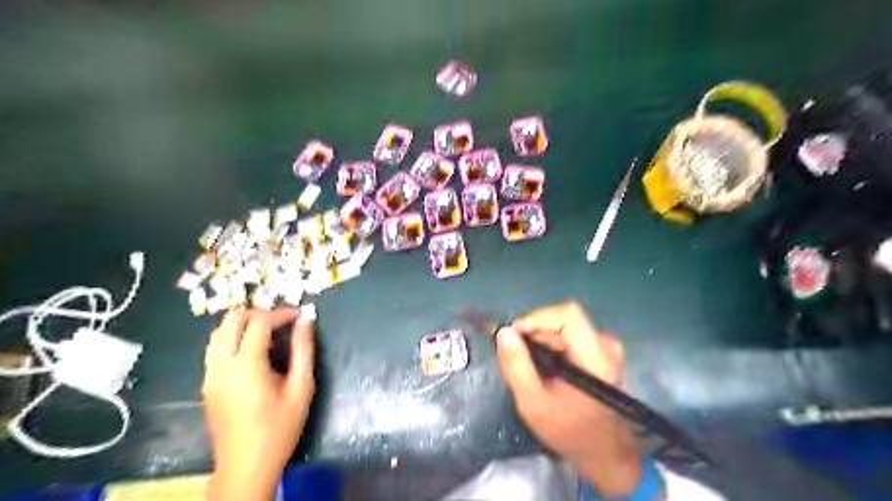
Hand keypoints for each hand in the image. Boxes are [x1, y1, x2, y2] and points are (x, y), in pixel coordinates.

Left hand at [204, 309, 314, 500]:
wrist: (246, 466)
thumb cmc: (279, 428)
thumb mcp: (301, 388)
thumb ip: (304, 351)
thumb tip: (306, 322)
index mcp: (246, 366)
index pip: (259, 323)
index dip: (281, 313)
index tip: (300, 316)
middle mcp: (221, 366)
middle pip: (232, 320)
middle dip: (260, 313)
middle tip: (283, 321)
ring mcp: (210, 375)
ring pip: (219, 331)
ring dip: (244, 323)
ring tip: (269, 332)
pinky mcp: (207, 383)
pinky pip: (216, 347)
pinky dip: (234, 337)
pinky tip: (254, 350)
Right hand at [494, 301, 640, 497]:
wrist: (603, 455)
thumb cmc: (569, 432)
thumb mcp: (533, 403)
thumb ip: (517, 366)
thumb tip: (504, 332)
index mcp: (596, 357)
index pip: (568, 314)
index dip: (537, 318)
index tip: (513, 336)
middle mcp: (605, 345)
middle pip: (563, 320)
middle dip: (534, 333)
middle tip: (516, 357)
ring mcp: (605, 348)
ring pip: (564, 327)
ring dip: (541, 341)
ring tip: (529, 366)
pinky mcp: (601, 353)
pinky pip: (569, 336)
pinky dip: (551, 346)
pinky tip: (543, 367)